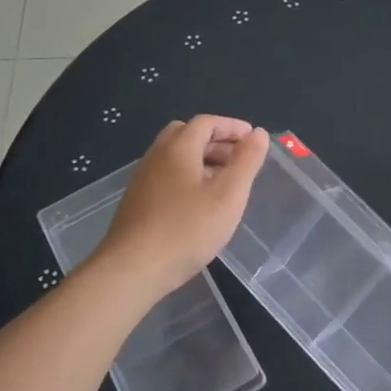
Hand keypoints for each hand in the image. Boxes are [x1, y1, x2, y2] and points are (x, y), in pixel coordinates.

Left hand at [92, 115, 269, 296]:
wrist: (133, 269)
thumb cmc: (187, 229)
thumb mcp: (228, 195)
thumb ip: (246, 161)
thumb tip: (258, 133)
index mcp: (179, 147)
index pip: (206, 122)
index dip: (232, 126)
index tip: (253, 139)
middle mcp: (157, 155)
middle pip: (187, 135)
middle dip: (216, 141)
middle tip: (238, 159)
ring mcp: (143, 179)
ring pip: (175, 157)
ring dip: (201, 160)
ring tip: (225, 183)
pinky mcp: (137, 202)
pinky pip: (167, 176)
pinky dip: (188, 177)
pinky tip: (200, 204)